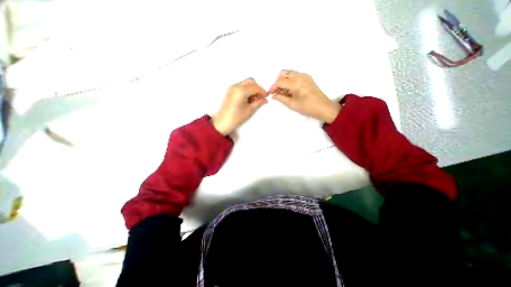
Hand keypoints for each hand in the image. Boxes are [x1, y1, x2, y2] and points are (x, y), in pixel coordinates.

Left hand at [211, 77, 266, 135]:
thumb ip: (258, 103)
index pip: (255, 87)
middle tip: (260, 98)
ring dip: (252, 89)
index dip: (262, 91)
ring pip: (246, 83)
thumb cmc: (236, 117)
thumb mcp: (249, 110)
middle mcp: (236, 86)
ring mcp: (232, 87)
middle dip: (257, 88)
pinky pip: (241, 86)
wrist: (222, 122)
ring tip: (254, 100)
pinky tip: (248, 99)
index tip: (266, 97)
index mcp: (241, 90)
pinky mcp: (230, 90)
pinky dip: (246, 90)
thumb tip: (265, 100)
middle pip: (250, 82)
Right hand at [268, 69, 337, 122]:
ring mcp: (304, 75)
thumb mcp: (292, 104)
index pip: (280, 81)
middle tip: (276, 92)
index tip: (270, 94)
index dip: (273, 87)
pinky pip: (295, 75)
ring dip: (283, 80)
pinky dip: (289, 80)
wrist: (323, 107)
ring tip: (283, 92)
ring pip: (289, 73)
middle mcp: (300, 76)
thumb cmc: (307, 108)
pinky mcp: (307, 77)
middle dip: (277, 82)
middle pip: (283, 74)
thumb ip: (281, 98)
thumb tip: (273, 95)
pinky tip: (290, 90)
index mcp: (296, 83)